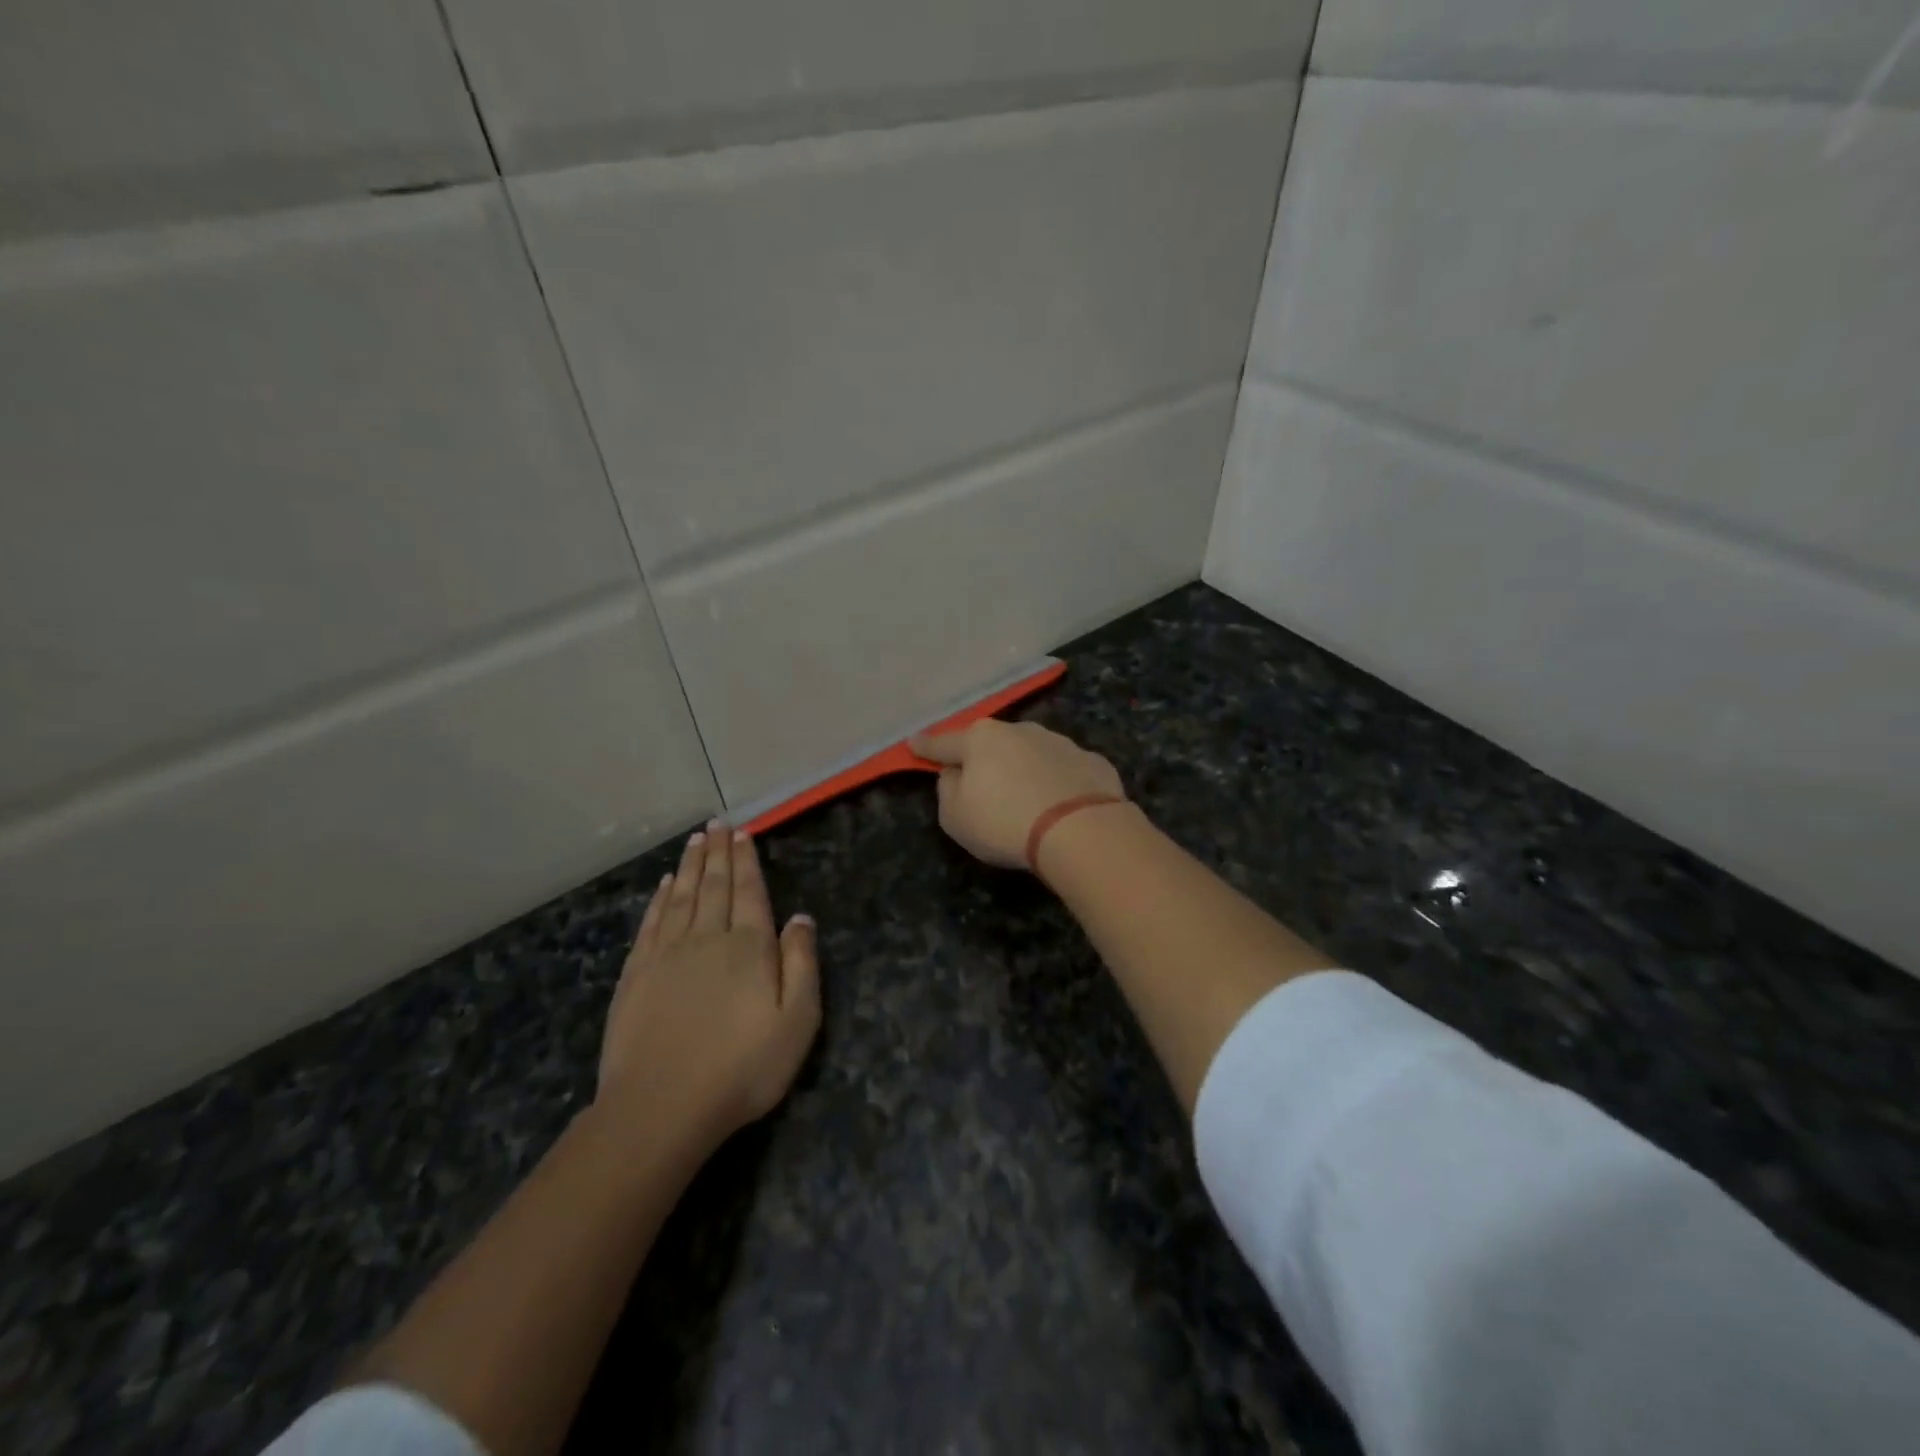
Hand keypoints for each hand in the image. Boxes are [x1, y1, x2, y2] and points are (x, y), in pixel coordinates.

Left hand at [597, 822, 820, 1145]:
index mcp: (748, 947)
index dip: (747, 860)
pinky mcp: (636, 974)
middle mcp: (707, 938)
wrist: (661, 1107)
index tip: (744, 833)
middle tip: (718, 823)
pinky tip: (664, 885)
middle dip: (718, 852)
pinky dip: (659, 898)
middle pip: (714, 885)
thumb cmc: (742, 1068)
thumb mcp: (797, 1022)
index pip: (749, 891)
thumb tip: (800, 918)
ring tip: (696, 840)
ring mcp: (666, 954)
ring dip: (690, 865)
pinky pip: (651, 922)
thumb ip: (801, 963)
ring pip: (681, 896)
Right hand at [910, 719, 1125, 868]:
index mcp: (980, 740)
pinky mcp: (1091, 761)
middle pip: (991, 744)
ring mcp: (1059, 742)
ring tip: (1026, 799)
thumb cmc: (1004, 822)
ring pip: (1030, 753)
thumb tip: (955, 773)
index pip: (944, 743)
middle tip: (981, 783)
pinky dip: (1057, 782)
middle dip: (983, 758)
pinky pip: (1064, 771)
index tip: (913, 743)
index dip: (926, 746)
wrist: (1081, 829)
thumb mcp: (955, 817)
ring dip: (1023, 769)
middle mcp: (1019, 731)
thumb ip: (947, 790)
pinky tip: (1061, 805)